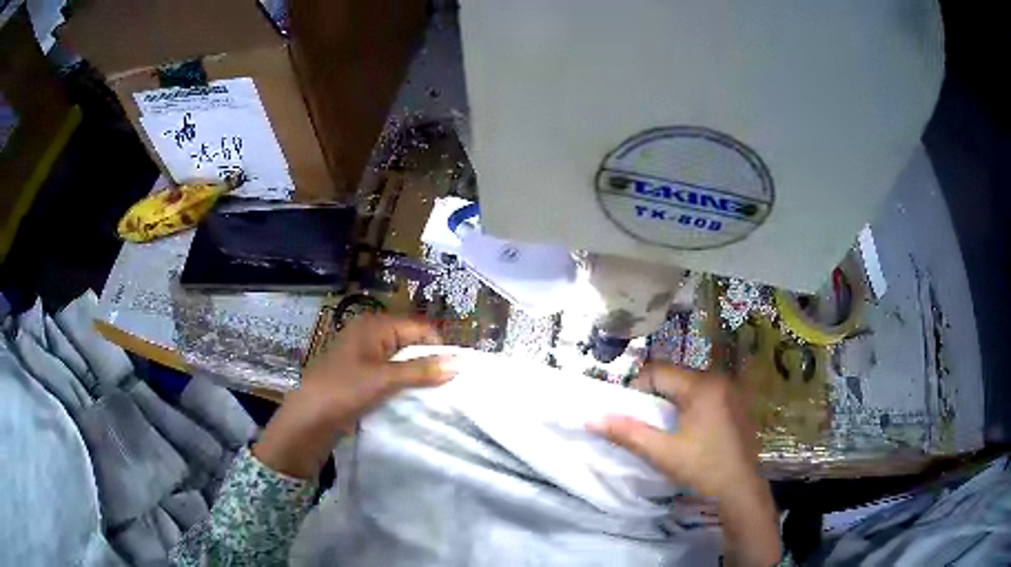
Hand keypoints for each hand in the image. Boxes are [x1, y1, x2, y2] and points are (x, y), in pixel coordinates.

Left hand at [254, 315, 456, 477]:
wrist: (309, 417)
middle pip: (411, 341)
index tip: (455, 370)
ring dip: (417, 373)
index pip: (419, 327)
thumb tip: (459, 362)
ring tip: (433, 392)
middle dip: (429, 360)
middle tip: (447, 383)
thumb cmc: (344, 390)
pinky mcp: (361, 372)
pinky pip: (390, 371)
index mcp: (375, 325)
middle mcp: (370, 333)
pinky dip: (403, 381)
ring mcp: (364, 353)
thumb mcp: (385, 379)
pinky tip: (412, 396)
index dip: (438, 345)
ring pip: (402, 358)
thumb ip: (422, 370)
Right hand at [590, 365, 780, 565]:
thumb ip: (627, 433)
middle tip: (644, 423)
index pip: (658, 371)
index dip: (637, 388)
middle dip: (654, 396)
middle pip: (674, 377)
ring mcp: (731, 391)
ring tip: (664, 429)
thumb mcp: (662, 453)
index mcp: (702, 385)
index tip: (628, 412)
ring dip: (672, 401)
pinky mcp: (737, 404)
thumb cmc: (703, 468)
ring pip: (689, 386)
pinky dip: (690, 406)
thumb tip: (591, 419)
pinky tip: (689, 431)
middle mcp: (719, 379)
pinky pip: (705, 395)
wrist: (741, 489)